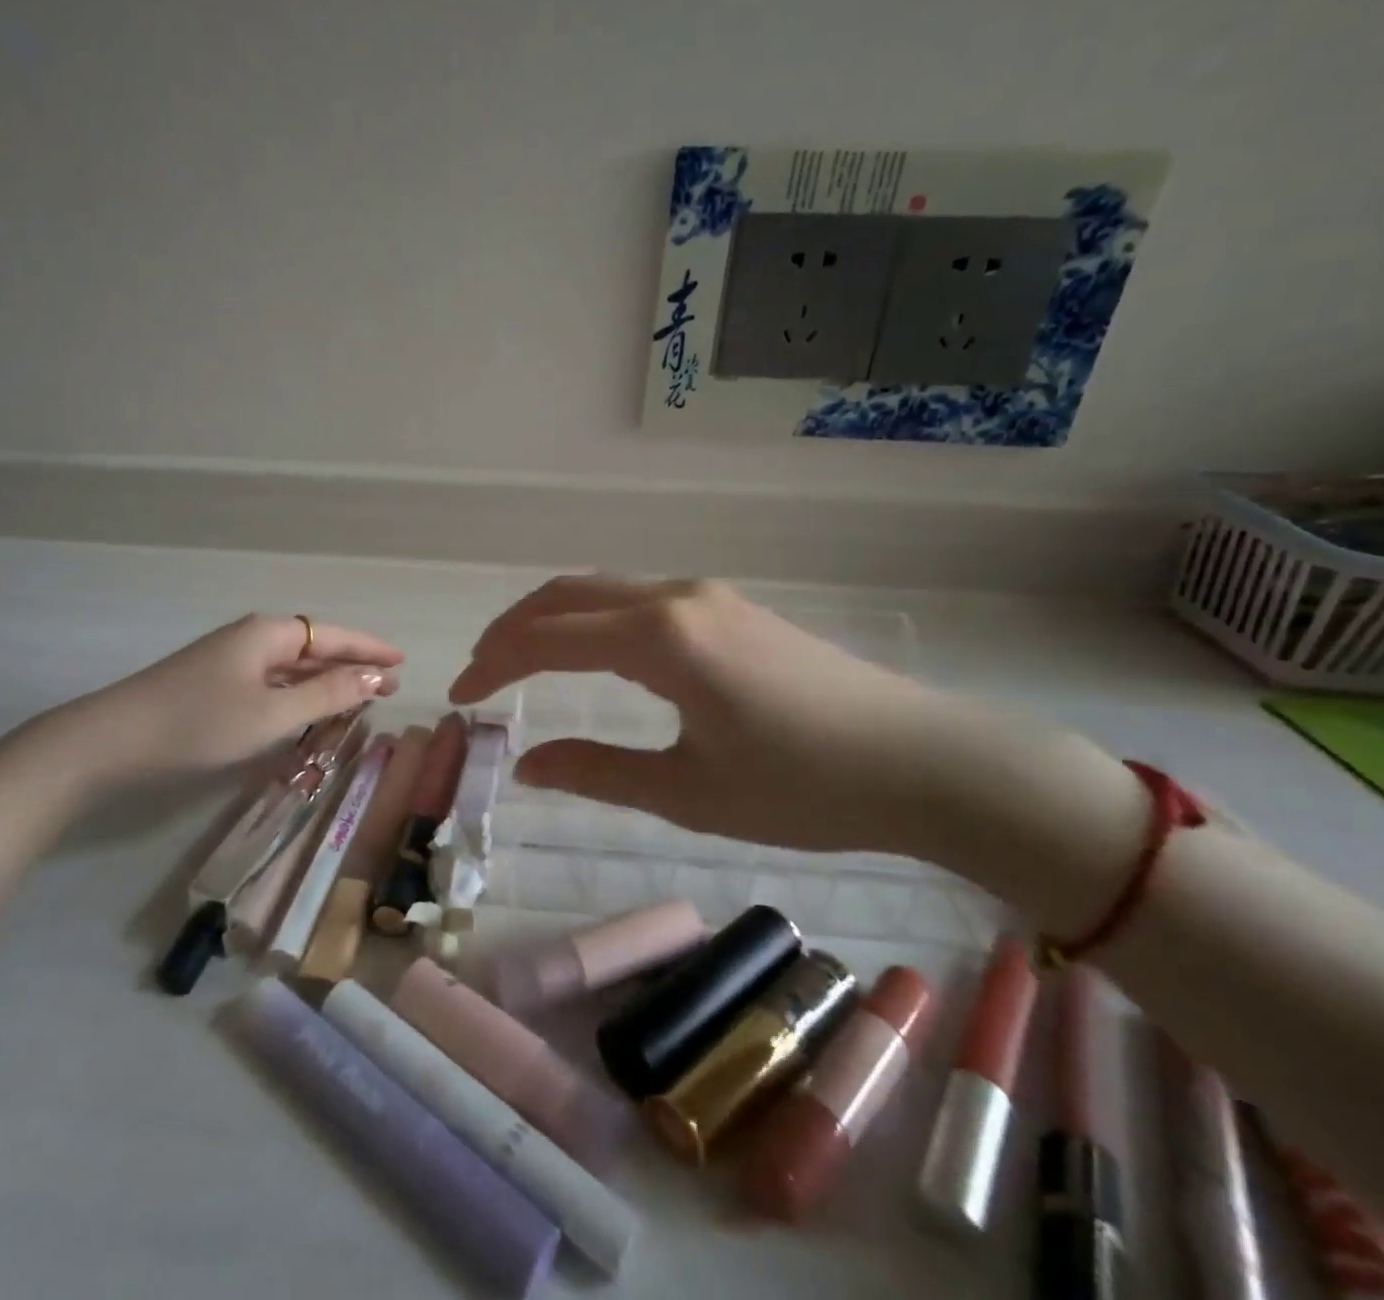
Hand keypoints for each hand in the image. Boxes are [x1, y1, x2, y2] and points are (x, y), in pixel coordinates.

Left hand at [49, 614, 402, 781]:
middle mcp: (251, 637)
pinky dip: (297, 693)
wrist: (111, 740)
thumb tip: (378, 677)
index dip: (370, 648)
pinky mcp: (214, 682)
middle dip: (352, 665)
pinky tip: (306, 709)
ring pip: (291, 666)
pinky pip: (272, 680)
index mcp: (268, 634)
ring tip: (358, 698)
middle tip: (387, 685)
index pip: (334, 635)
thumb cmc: (199, 723)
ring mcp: (229, 659)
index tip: (403, 660)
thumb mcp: (271, 713)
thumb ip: (327, 695)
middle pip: (314, 647)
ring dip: (325, 680)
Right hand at [449, 575, 967, 854]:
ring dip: (550, 618)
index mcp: (660, 639)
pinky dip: (590, 618)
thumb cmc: (803, 788)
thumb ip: (597, 772)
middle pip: (567, 595)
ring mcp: (706, 595)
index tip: (460, 697)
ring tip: (518, 660)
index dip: (494, 664)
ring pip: (601, 590)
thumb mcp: (689, 793)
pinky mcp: (728, 607)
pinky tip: (587, 652)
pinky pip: (636, 598)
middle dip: (511, 630)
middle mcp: (675, 598)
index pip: (548, 637)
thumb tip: (527, 764)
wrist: (924, 762)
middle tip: (478, 674)